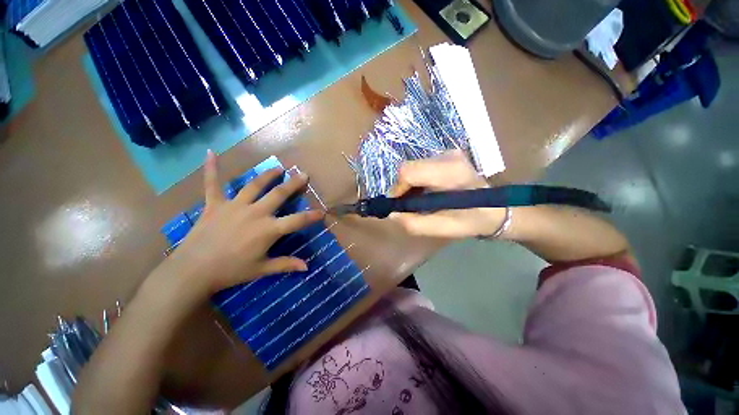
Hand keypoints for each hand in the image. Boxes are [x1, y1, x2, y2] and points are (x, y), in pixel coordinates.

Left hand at [151, 151, 323, 301]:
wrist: (193, 271)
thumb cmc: (231, 271)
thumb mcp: (262, 269)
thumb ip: (286, 264)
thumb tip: (307, 267)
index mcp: (268, 230)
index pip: (297, 221)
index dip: (312, 216)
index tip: (322, 212)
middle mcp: (255, 213)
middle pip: (279, 194)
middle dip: (294, 184)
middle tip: (303, 174)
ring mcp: (234, 206)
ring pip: (254, 185)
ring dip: (268, 175)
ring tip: (278, 168)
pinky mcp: (215, 204)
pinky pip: (212, 183)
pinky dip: (211, 168)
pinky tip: (210, 152)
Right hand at [389, 150, 505, 238]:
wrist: (496, 209)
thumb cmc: (472, 220)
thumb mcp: (443, 229)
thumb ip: (414, 224)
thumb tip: (392, 214)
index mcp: (451, 173)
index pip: (409, 172)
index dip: (398, 189)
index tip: (398, 206)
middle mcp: (448, 156)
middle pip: (408, 168)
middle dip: (402, 188)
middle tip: (406, 206)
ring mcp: (448, 153)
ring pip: (412, 167)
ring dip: (409, 185)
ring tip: (416, 202)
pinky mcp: (446, 155)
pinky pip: (420, 167)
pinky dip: (416, 181)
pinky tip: (424, 193)